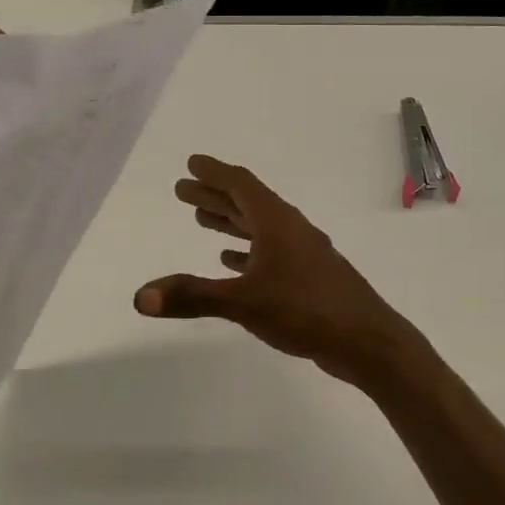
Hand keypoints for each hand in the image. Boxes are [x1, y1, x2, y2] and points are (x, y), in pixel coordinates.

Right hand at [134, 156, 423, 385]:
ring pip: (259, 228)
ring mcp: (302, 254)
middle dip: (214, 195)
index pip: (241, 185)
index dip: (214, 172)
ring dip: (230, 222)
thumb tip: (140, 296)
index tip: (192, 163)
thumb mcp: (243, 302)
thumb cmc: (305, 310)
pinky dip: (247, 252)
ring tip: (201, 218)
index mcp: (277, 223)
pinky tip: (230, 261)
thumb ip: (192, 297)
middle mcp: (290, 231)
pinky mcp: (308, 278)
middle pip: (247, 203)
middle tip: (182, 190)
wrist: (365, 340)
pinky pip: (270, 254)